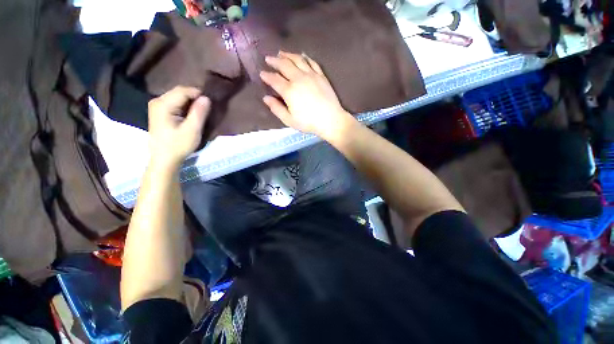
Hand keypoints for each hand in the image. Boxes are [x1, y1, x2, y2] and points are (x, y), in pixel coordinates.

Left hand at [148, 86, 210, 167]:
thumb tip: (206, 98)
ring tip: (202, 110)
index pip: (183, 91)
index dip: (198, 94)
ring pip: (177, 96)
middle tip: (207, 107)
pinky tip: (192, 113)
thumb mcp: (192, 130)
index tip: (210, 103)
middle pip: (179, 92)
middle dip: (194, 97)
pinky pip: (175, 102)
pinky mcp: (159, 111)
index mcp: (163, 104)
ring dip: (191, 102)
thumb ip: (199, 112)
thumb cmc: (178, 145)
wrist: (164, 159)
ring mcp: (157, 106)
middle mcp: (157, 101)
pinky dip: (185, 106)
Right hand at [260, 51, 355, 140]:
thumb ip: (276, 109)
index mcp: (289, 91)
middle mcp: (298, 78)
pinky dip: (305, 57)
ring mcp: (311, 75)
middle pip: (284, 65)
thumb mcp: (289, 120)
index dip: (266, 75)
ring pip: (297, 59)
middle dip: (274, 61)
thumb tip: (266, 98)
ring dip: (287, 55)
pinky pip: (311, 62)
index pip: (274, 79)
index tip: (261, 73)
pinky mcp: (321, 75)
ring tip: (281, 53)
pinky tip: (301, 55)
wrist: (330, 120)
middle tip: (268, 58)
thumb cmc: (309, 122)